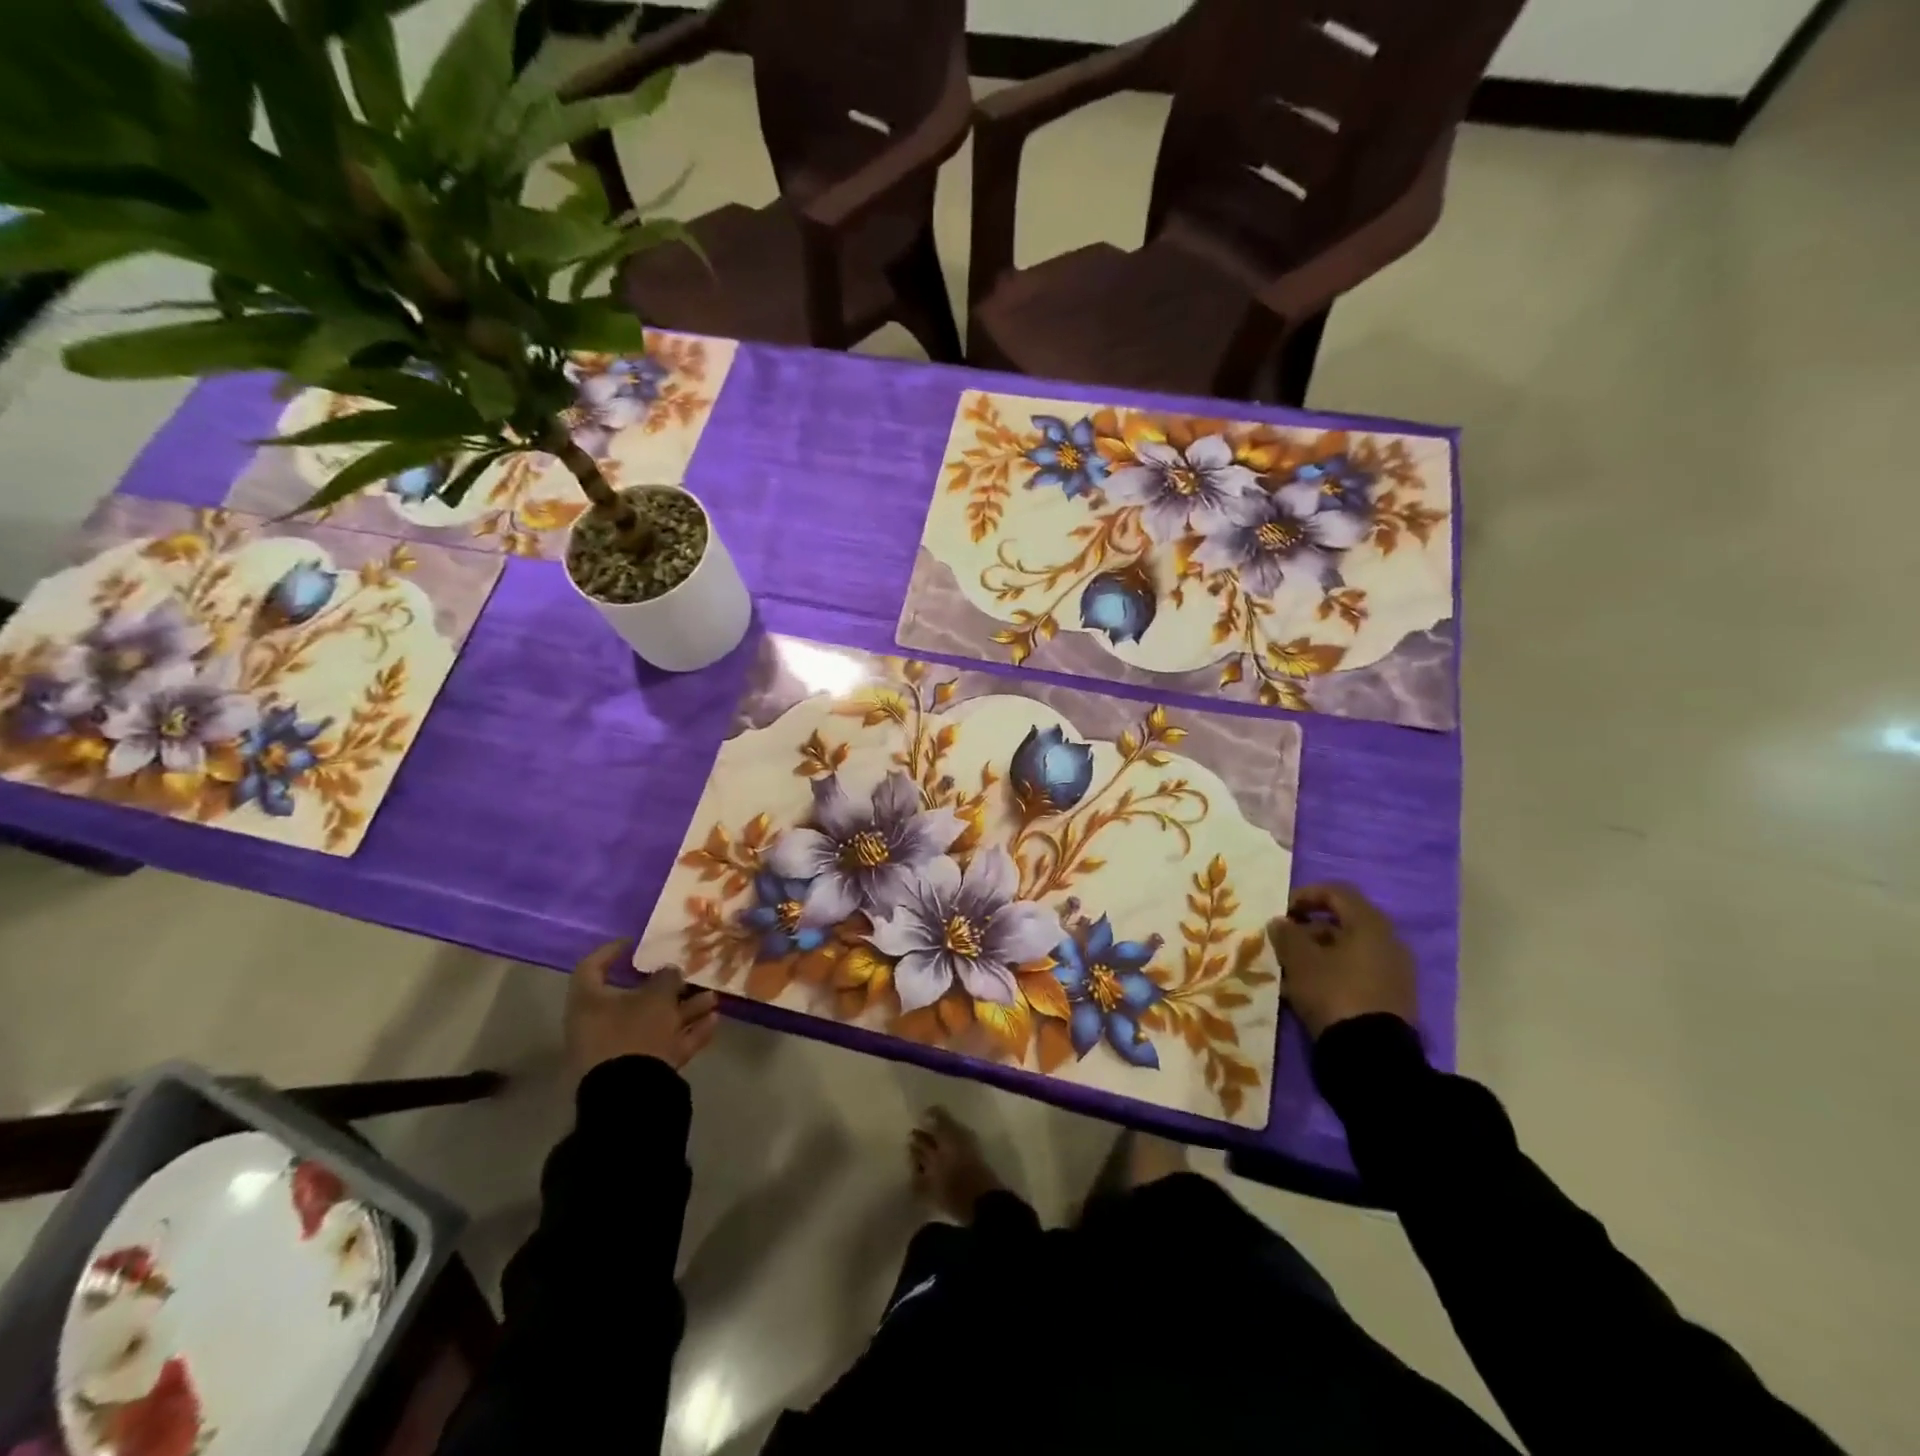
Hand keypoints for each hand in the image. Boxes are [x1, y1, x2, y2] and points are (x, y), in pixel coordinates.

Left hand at [565, 943, 719, 1084]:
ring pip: (654, 1022)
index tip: (634, 943)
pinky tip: (713, 1023)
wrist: (631, 1094)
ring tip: (713, 999)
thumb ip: (665, 979)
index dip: (612, 952)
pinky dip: (687, 1033)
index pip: (592, 968)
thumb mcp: (656, 997)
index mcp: (590, 1003)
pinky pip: (663, 1045)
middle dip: (667, 987)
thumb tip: (669, 971)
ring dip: (684, 1010)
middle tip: (688, 976)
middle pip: (633, 998)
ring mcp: (619, 1050)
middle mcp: (600, 1025)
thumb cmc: (635, 1032)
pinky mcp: (638, 1070)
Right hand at [1266, 883, 1416, 1040]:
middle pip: (1343, 923)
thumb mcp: (1300, 961)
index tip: (1282, 912)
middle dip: (1309, 930)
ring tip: (1291, 972)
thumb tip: (1280, 922)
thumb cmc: (1334, 993)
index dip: (1305, 895)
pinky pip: (1358, 973)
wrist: (1372, 1056)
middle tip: (1284, 945)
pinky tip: (1310, 992)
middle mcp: (1389, 942)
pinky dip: (1333, 974)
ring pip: (1349, 951)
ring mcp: (1395, 972)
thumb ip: (1287, 935)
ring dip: (1319, 955)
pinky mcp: (1393, 998)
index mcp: (1370, 925)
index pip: (1337, 892)